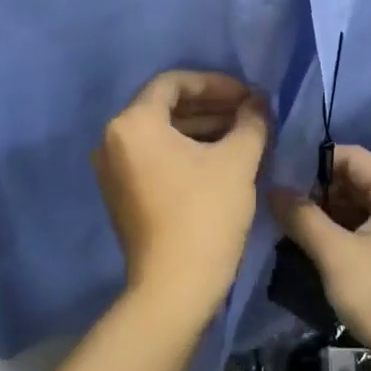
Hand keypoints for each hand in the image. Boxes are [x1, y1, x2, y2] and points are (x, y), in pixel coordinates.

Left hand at [94, 70, 268, 318]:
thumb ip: (251, 121)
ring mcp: (113, 169)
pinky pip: (154, 156)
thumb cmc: (205, 214)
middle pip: (165, 106)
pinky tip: (220, 158)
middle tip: (249, 112)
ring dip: (201, 128)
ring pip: (161, 133)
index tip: (248, 95)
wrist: (174, 288)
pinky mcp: (122, 193)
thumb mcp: (237, 161)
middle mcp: (112, 140)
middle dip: (211, 105)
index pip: (174, 83)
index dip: (215, 82)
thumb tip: (257, 102)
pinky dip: (185, 150)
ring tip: (242, 134)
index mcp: (133, 123)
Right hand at [270, 146, 370, 370]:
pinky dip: (335, 233)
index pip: (353, 156)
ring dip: (323, 213)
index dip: (315, 160)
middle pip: (354, 180)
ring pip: (355, 208)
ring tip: (282, 218)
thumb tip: (272, 188)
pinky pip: (360, 231)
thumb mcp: (336, 254)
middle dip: (316, 188)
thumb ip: (303, 217)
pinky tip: (304, 242)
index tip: (279, 170)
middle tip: (275, 197)